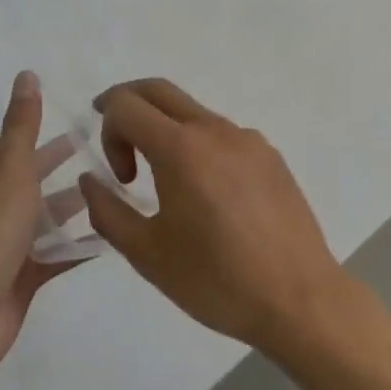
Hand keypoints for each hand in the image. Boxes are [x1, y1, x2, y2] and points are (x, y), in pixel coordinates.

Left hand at [0, 71, 80, 388]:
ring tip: (110, 188)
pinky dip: (76, 245)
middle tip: (94, 150)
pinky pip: (52, 255)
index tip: (48, 127)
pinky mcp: (17, 278)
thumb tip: (26, 74)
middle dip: (52, 166)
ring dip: (68, 204)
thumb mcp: (10, 167)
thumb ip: (22, 124)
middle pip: (20, 180)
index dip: (13, 139)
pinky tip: (109, 235)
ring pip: (39, 218)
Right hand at [76, 79, 351, 356]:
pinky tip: (208, 196)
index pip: (127, 105)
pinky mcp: (270, 155)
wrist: (299, 299)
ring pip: (193, 112)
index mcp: (181, 148)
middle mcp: (215, 130)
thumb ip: (108, 211)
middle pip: (159, 90)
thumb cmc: (217, 281)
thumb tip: (90, 180)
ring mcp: (248, 139)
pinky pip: (223, 134)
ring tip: (165, 183)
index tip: (119, 176)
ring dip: (166, 130)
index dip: (107, 128)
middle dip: (128, 104)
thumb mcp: (147, 254)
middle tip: (115, 138)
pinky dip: (199, 145)